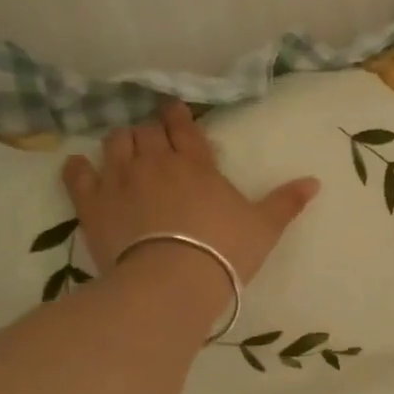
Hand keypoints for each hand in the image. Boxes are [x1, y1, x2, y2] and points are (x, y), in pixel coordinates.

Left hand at [60, 99, 318, 283]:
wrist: (172, 283)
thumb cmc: (223, 252)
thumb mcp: (264, 227)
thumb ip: (286, 202)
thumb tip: (315, 182)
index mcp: (196, 164)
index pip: (184, 128)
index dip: (178, 117)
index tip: (172, 111)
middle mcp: (155, 163)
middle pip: (146, 132)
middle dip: (150, 131)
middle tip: (154, 138)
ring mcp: (120, 180)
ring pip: (114, 143)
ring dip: (121, 141)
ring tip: (125, 149)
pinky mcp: (92, 204)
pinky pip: (78, 175)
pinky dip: (78, 167)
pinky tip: (81, 166)